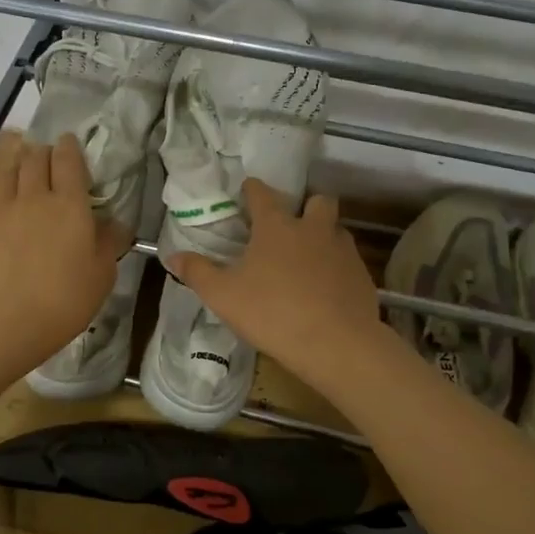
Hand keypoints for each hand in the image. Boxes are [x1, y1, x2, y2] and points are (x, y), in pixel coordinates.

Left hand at [0, 134, 129, 375]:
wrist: (5, 323)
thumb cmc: (64, 301)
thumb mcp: (101, 275)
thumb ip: (109, 243)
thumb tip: (115, 223)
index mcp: (70, 205)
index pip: (69, 161)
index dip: (70, 147)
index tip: (70, 143)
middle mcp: (35, 197)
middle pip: (36, 158)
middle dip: (44, 150)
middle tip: (49, 154)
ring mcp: (4, 210)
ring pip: (10, 169)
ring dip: (19, 158)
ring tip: (22, 157)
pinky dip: (2, 183)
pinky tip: (5, 193)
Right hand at [168, 179, 387, 393]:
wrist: (336, 344)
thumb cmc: (272, 313)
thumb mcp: (223, 296)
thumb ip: (197, 272)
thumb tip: (172, 256)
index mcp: (277, 227)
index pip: (263, 194)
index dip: (253, 189)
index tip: (247, 191)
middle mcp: (313, 229)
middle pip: (317, 201)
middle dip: (305, 206)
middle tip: (291, 226)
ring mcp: (343, 251)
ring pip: (336, 230)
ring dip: (323, 236)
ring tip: (308, 259)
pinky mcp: (362, 275)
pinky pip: (348, 261)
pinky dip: (336, 267)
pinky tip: (326, 289)